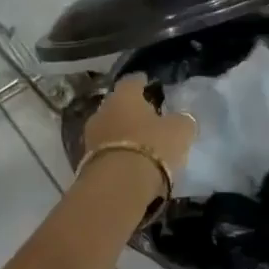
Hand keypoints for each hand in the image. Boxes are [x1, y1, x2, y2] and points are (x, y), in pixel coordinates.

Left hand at [83, 73, 197, 179]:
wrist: (118, 186)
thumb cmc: (152, 147)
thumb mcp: (180, 131)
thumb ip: (181, 121)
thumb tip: (181, 119)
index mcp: (124, 96)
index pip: (131, 81)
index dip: (141, 82)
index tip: (149, 83)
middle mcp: (103, 111)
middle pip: (117, 105)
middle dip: (130, 110)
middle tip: (147, 116)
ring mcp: (91, 138)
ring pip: (109, 129)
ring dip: (122, 134)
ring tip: (140, 143)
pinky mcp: (87, 162)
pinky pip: (106, 152)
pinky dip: (117, 154)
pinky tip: (130, 162)